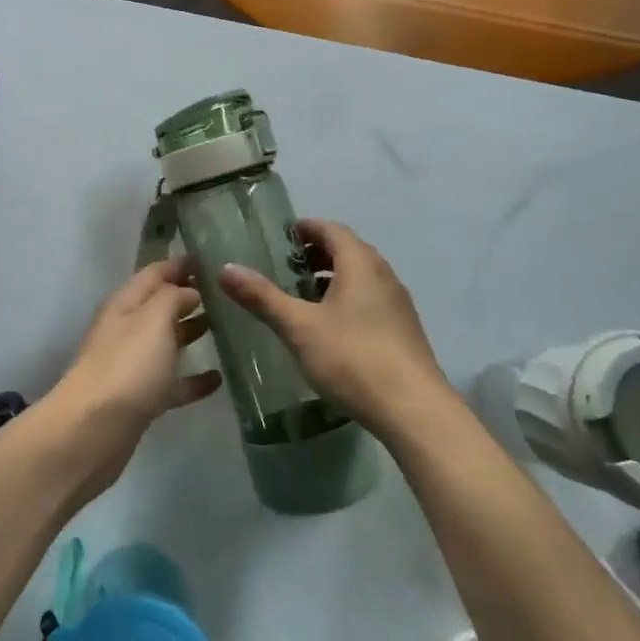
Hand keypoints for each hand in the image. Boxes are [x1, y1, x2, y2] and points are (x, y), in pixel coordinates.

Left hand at [43, 258, 223, 500]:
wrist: (93, 431)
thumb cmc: (126, 366)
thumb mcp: (152, 320)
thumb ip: (172, 298)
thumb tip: (189, 291)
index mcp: (125, 303)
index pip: (155, 272)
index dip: (181, 264)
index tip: (213, 259)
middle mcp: (127, 328)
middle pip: (160, 305)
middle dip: (190, 296)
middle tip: (229, 294)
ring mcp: (132, 365)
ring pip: (166, 342)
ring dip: (192, 332)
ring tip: (229, 328)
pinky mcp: (141, 399)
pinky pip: (171, 382)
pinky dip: (193, 378)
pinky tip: (219, 379)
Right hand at [219, 219, 451, 439]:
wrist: (414, 411)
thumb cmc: (353, 358)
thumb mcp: (298, 327)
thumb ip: (262, 297)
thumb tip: (225, 269)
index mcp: (360, 264)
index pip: (332, 229)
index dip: (306, 228)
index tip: (281, 237)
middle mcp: (383, 275)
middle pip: (348, 251)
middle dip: (316, 253)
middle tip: (284, 266)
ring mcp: (397, 304)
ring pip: (360, 277)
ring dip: (331, 278)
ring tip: (301, 296)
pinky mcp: (403, 332)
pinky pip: (370, 300)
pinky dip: (346, 299)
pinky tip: (329, 327)